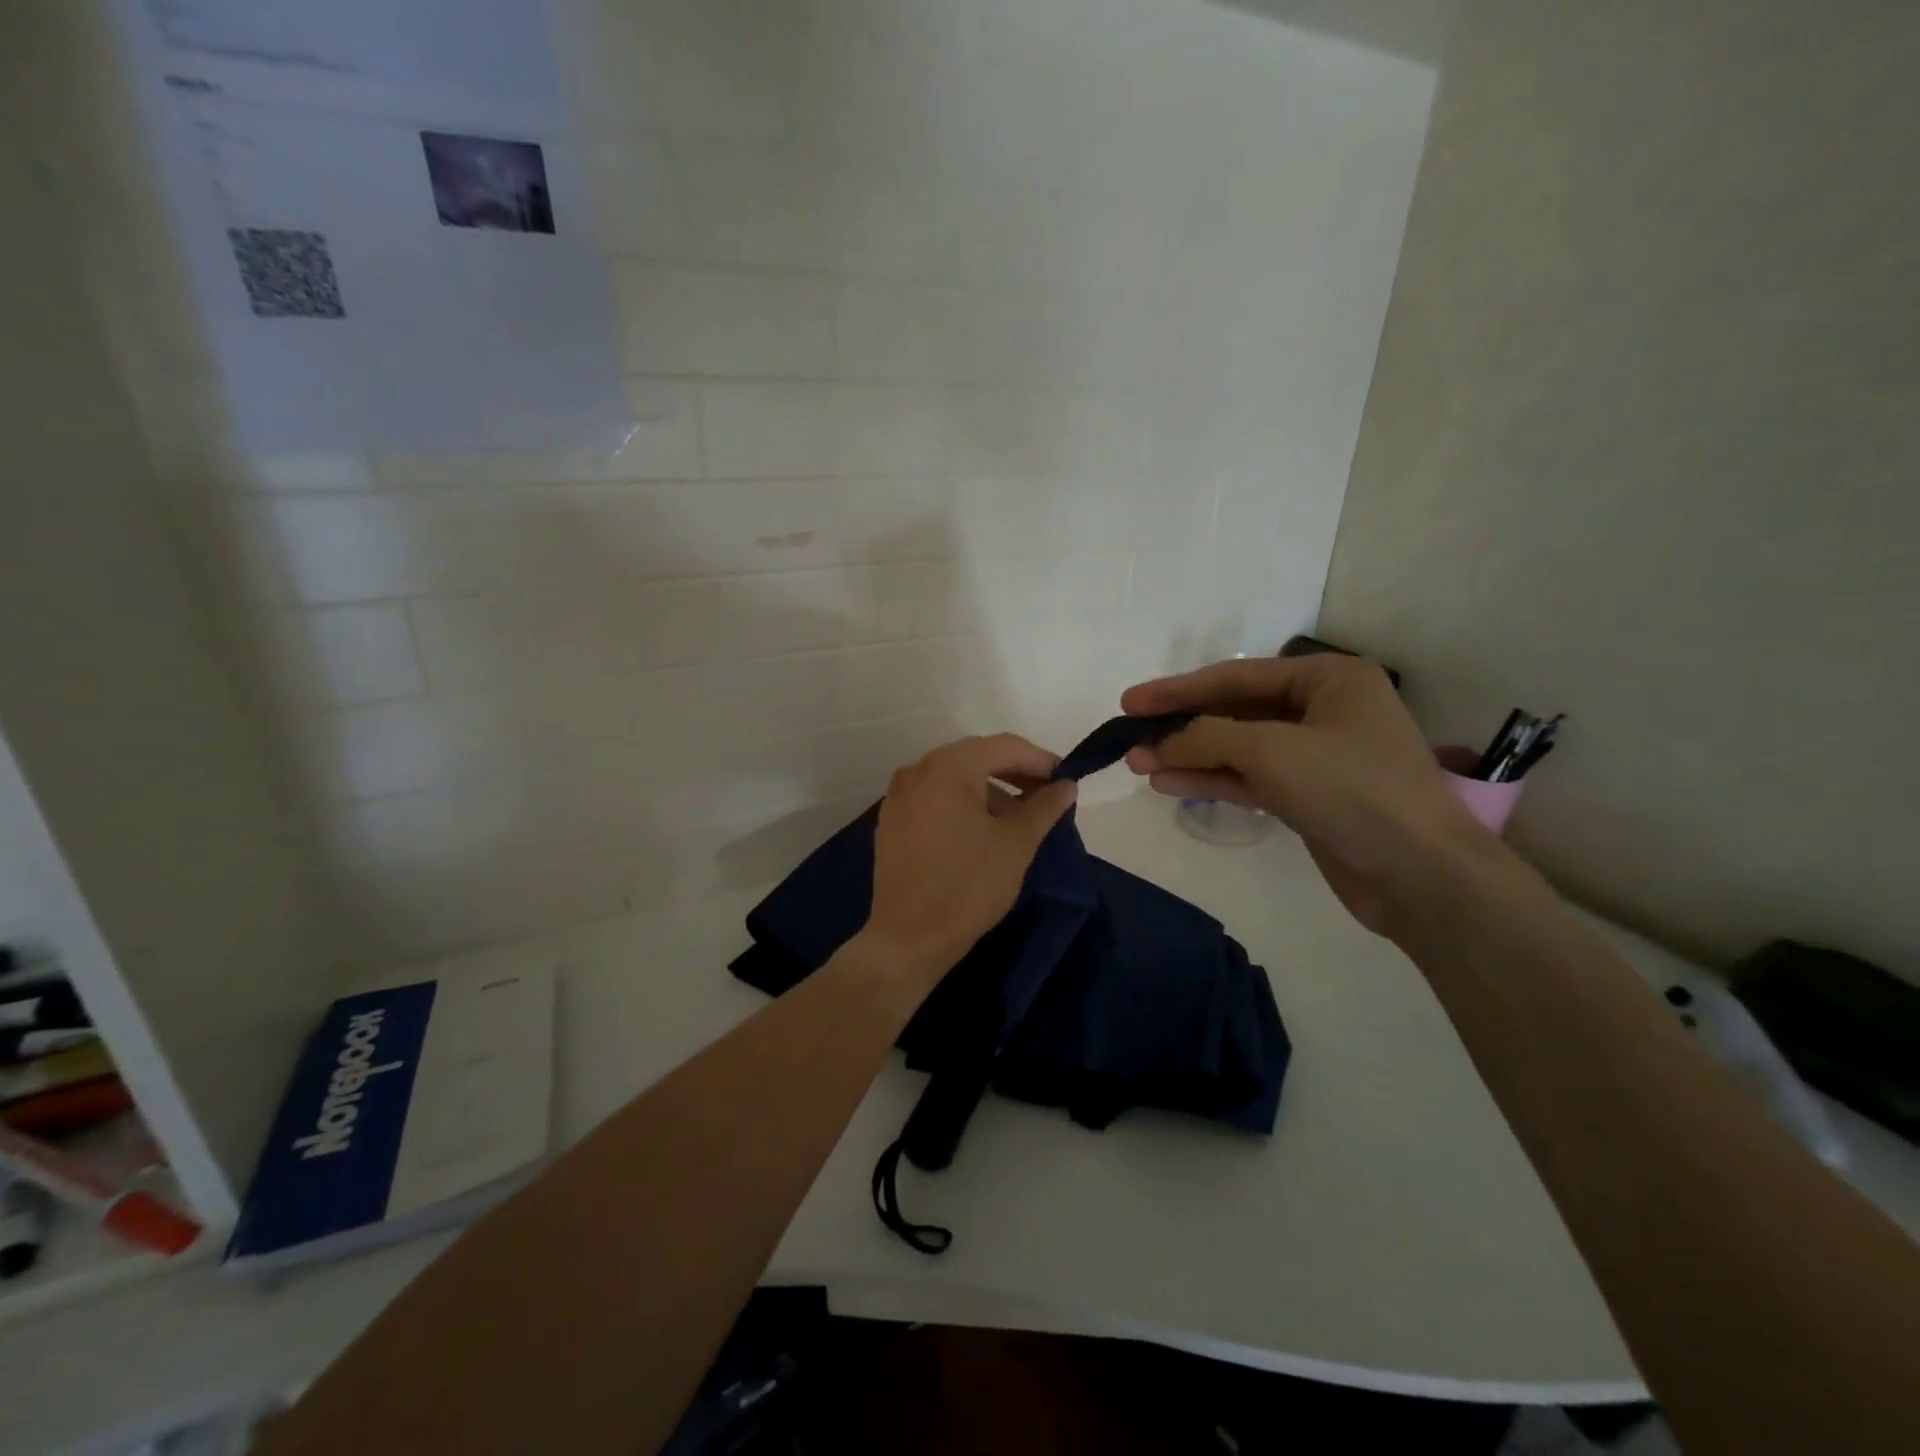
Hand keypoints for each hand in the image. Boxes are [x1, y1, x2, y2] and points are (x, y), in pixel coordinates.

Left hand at [865, 734, 1078, 979]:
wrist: (909, 938)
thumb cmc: (968, 886)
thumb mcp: (1016, 844)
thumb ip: (1044, 807)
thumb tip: (1066, 785)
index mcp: (947, 767)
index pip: (1004, 747)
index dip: (1040, 760)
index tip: (1066, 779)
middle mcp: (917, 770)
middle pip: (976, 757)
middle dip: (1015, 773)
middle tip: (1046, 796)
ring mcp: (899, 795)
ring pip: (954, 778)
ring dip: (990, 790)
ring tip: (1019, 818)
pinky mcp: (892, 820)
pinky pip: (935, 797)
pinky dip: (963, 803)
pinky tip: (983, 830)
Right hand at [1122, 656, 1501, 938]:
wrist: (1420, 875)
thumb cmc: (1352, 790)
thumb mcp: (1272, 751)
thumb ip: (1208, 737)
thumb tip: (1162, 743)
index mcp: (1328, 680)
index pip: (1236, 677)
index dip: (1177, 690)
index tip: (1129, 701)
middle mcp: (1322, 710)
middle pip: (1234, 711)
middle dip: (1181, 727)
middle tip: (1129, 737)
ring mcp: (1315, 756)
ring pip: (1237, 748)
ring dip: (1189, 756)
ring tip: (1137, 764)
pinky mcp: (1307, 796)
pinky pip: (1249, 779)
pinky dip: (1211, 780)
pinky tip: (1169, 783)